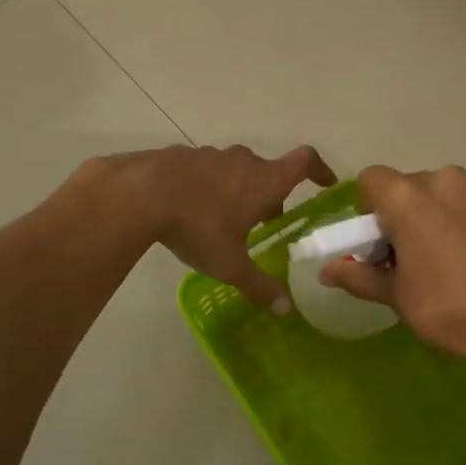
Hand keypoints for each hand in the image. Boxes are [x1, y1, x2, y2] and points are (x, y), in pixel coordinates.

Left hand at [100, 144, 336, 308]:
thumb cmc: (198, 227)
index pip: (304, 162)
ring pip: (235, 170)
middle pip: (267, 171)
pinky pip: (204, 170)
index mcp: (264, 181)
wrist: (140, 194)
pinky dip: (207, 186)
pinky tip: (189, 209)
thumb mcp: (231, 265)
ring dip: (238, 189)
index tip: (325, 182)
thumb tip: (286, 309)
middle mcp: (243, 161)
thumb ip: (260, 286)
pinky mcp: (180, 155)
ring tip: (224, 219)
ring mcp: (210, 155)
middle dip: (271, 194)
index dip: (319, 170)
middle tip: (266, 221)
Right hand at [320, 165, 465, 366]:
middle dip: (396, 215)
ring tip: (436, 260)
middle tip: (401, 258)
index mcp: (410, 197)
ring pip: (436, 195)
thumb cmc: (449, 308)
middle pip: (405, 187)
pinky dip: (454, 222)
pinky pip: (463, 205)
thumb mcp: (396, 296)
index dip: (365, 209)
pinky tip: (463, 259)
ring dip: (427, 217)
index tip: (373, 242)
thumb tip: (327, 271)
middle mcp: (444, 181)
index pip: (371, 180)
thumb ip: (358, 276)